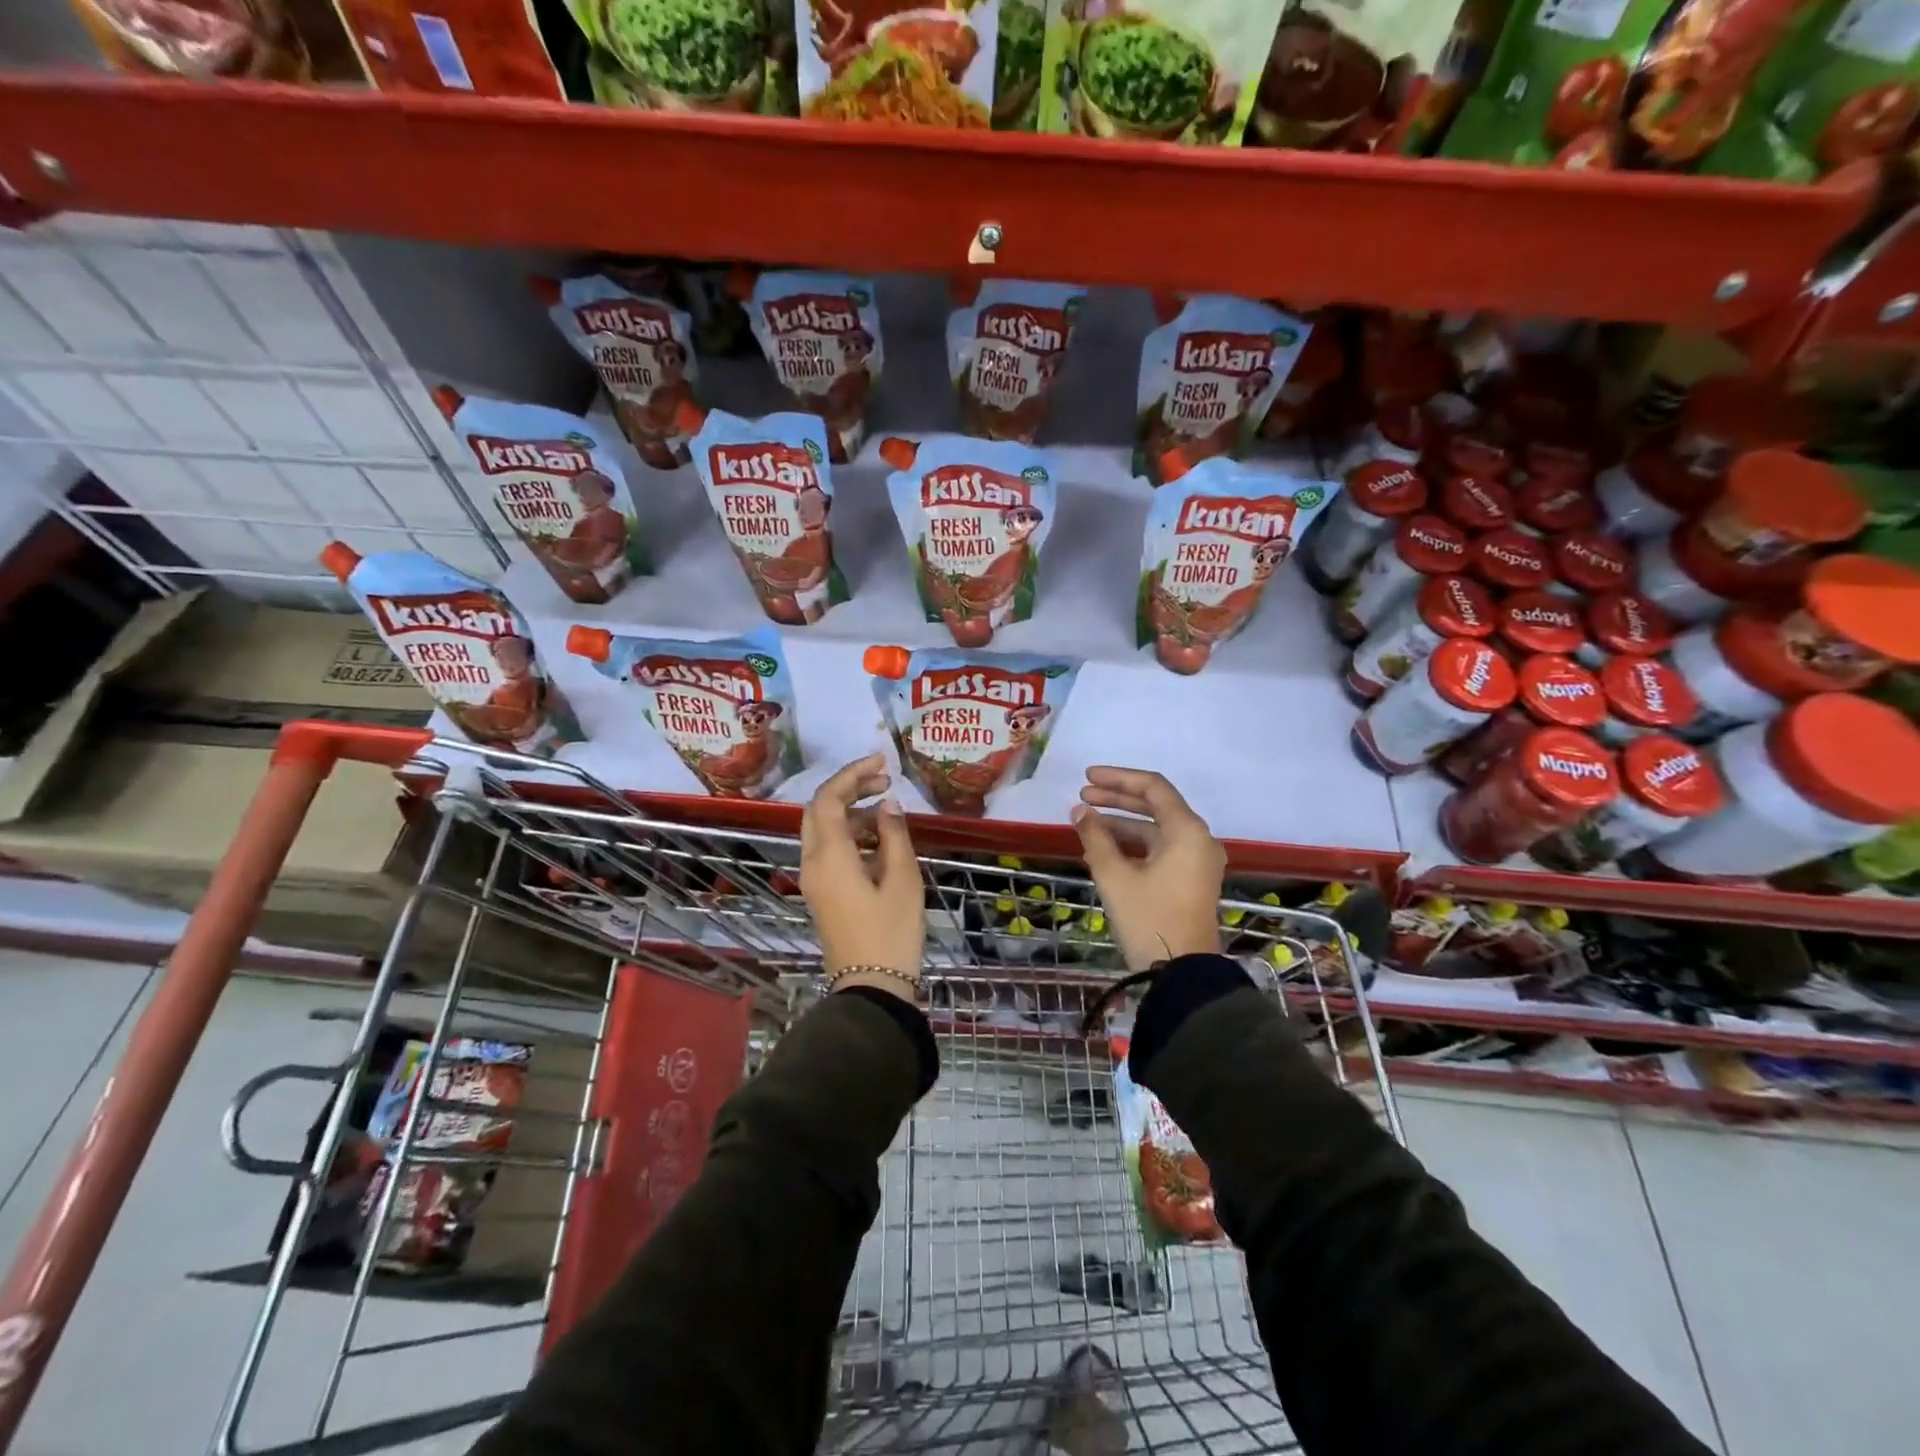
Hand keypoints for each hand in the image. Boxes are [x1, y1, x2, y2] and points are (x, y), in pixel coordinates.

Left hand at [801, 754, 925, 999]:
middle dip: (849, 788)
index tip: (882, 761)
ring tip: (889, 807)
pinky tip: (880, 838)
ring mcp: (814, 880)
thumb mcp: (902, 879)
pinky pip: (829, 850)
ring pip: (823, 830)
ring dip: (851, 811)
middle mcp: (812, 863)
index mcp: (829, 856)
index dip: (852, 773)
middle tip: (884, 779)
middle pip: (819, 810)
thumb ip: (894, 834)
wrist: (871, 988)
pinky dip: (850, 834)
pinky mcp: (823, 893)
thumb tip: (887, 804)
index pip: (828, 798)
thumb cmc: (892, 932)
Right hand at [1071, 767, 1225, 969]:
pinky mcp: (1191, 880)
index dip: (1117, 779)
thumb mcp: (1115, 876)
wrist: (1181, 974)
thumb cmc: (1148, 918)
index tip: (1086, 778)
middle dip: (1117, 799)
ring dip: (1122, 823)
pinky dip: (1133, 845)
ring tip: (1086, 823)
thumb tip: (1079, 811)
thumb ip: (1095, 837)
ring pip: (1156, 829)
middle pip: (1156, 805)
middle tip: (1082, 797)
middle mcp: (1198, 839)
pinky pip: (1161, 849)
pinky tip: (1103, 849)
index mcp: (1187, 830)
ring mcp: (1197, 861)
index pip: (1153, 787)